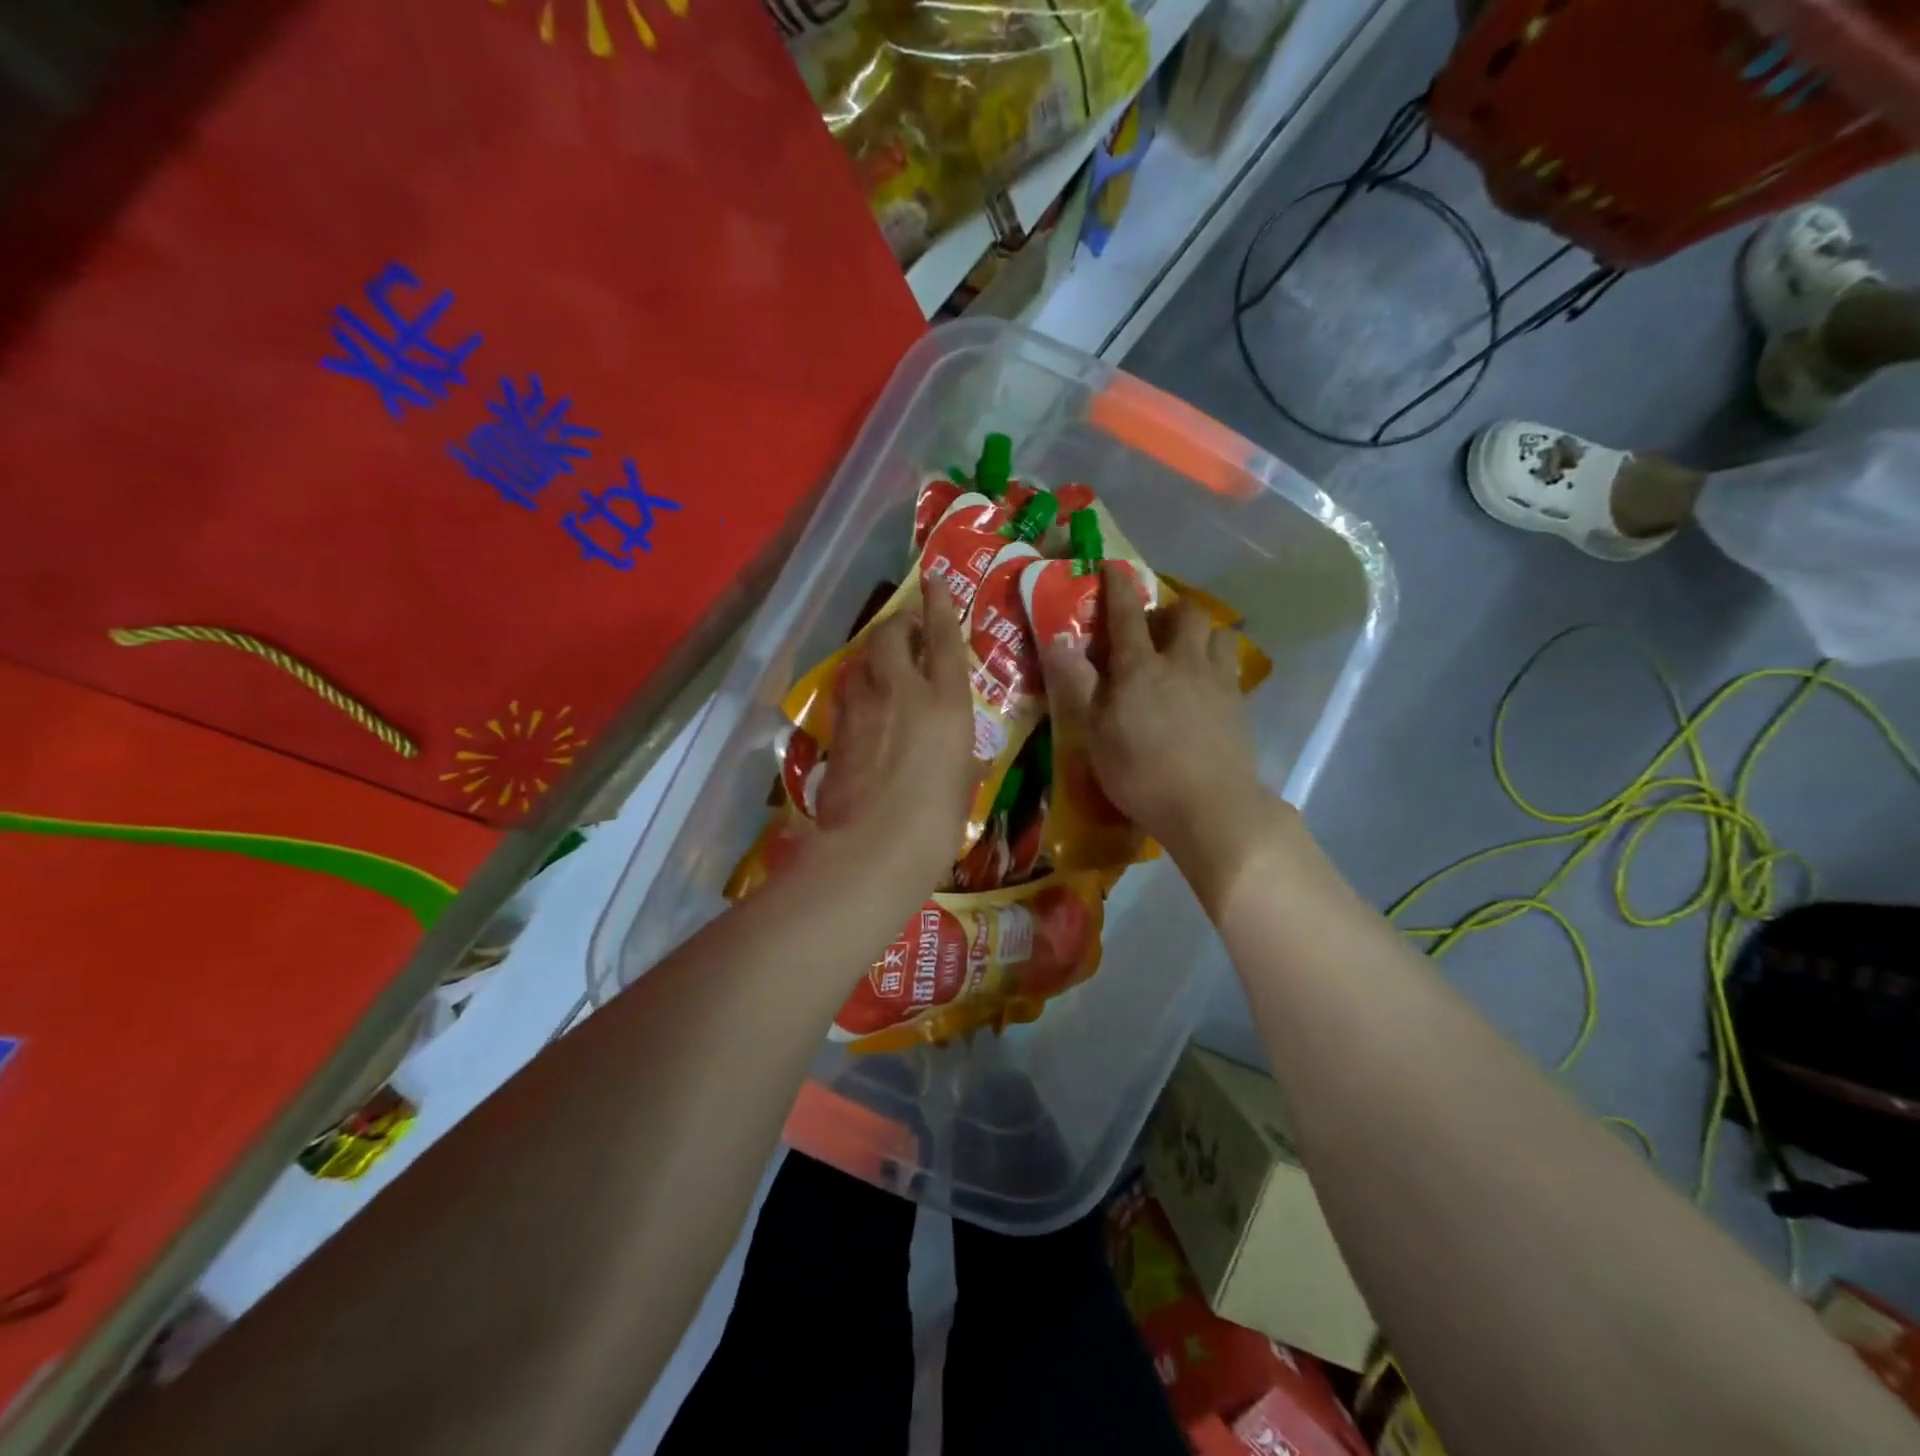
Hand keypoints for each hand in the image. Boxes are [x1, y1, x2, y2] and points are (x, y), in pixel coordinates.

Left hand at [813, 580, 975, 888]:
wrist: (872, 848)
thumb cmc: (936, 823)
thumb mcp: (963, 787)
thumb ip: (963, 761)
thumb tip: (966, 758)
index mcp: (946, 703)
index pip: (943, 640)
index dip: (939, 606)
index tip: (934, 581)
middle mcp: (902, 692)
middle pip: (892, 636)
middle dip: (898, 622)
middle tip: (905, 626)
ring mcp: (863, 708)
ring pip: (862, 660)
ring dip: (872, 653)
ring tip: (881, 660)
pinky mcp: (836, 731)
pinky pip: (846, 693)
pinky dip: (855, 687)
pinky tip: (860, 699)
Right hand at [1040, 564, 1270, 867]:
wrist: (1211, 806)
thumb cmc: (1141, 772)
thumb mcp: (1094, 732)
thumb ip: (1077, 683)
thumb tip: (1058, 639)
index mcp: (1140, 668)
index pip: (1127, 615)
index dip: (1118, 588)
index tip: (1113, 567)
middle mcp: (1182, 663)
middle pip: (1186, 614)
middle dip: (1170, 609)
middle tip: (1154, 626)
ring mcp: (1217, 683)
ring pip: (1218, 635)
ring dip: (1201, 634)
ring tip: (1187, 652)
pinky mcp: (1240, 707)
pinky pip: (1231, 668)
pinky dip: (1217, 664)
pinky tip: (1208, 687)